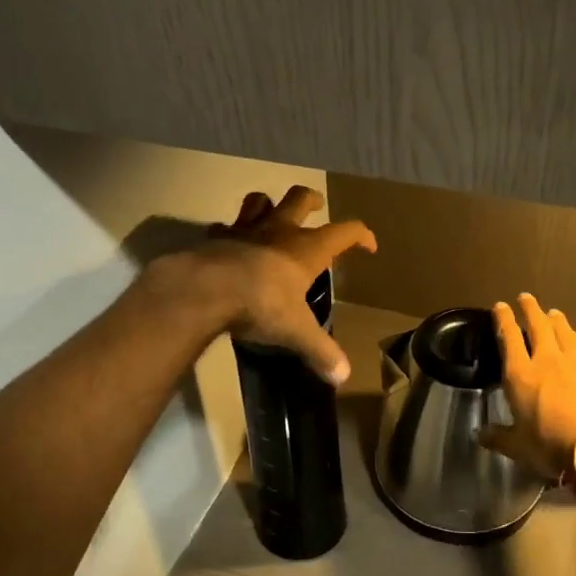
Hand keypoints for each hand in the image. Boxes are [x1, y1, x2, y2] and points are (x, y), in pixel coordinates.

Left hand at [175, 187, 376, 384]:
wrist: (207, 290)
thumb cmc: (262, 304)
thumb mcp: (297, 331)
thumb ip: (320, 351)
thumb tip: (343, 377)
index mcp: (307, 249)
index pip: (344, 232)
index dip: (361, 235)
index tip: (368, 245)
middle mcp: (279, 231)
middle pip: (299, 198)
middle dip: (311, 199)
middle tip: (316, 204)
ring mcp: (244, 230)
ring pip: (259, 201)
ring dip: (268, 204)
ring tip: (271, 214)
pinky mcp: (215, 238)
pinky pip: (223, 226)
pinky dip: (229, 232)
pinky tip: (229, 243)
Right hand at [482, 293, 575, 480]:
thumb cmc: (552, 446)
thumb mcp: (518, 447)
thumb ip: (498, 437)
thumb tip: (478, 434)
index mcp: (520, 375)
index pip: (508, 339)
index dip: (503, 320)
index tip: (500, 306)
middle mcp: (548, 360)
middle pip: (538, 326)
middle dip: (530, 310)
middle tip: (526, 297)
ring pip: (566, 333)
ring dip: (558, 321)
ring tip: (553, 312)